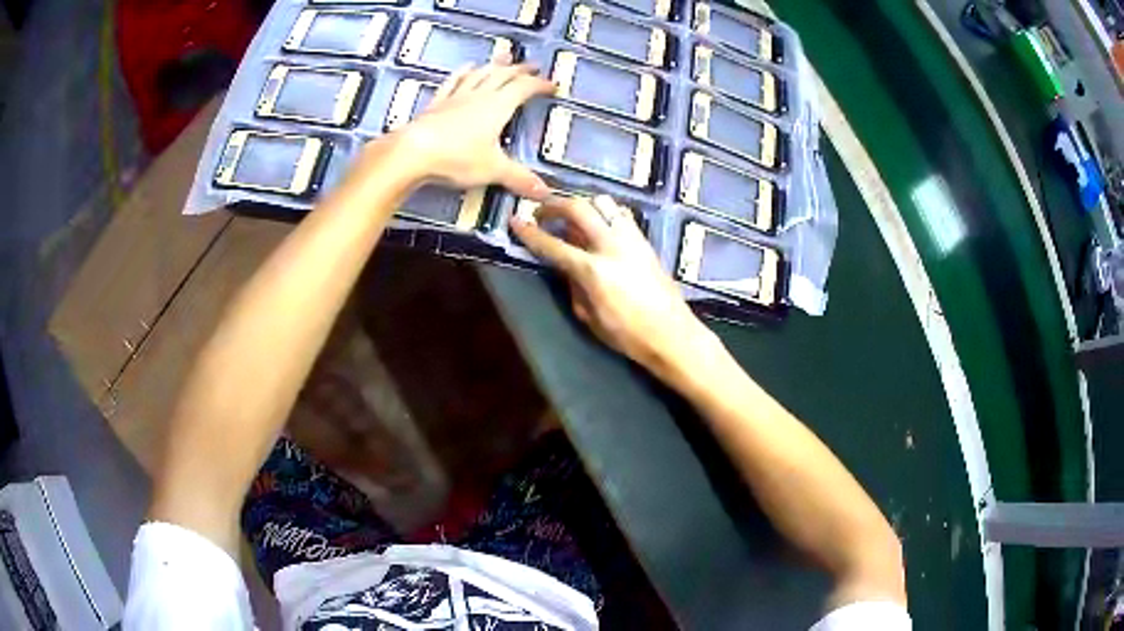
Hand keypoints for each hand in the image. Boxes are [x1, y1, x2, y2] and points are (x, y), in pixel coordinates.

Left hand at [391, 59, 555, 197]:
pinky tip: (465, 68)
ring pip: (480, 74)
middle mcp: (478, 96)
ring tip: (503, 59)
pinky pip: (453, 82)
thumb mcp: (493, 169)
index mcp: (498, 106)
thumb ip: (519, 178)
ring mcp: (455, 97)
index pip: (524, 88)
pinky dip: (462, 73)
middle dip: (520, 70)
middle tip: (531, 66)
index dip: (540, 84)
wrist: (413, 152)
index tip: (552, 85)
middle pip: (503, 75)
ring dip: (494, 65)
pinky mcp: (436, 104)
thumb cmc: (455, 157)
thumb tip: (545, 192)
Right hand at [510, 195, 718, 380]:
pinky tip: (599, 226)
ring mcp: (631, 239)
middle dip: (554, 205)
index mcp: (593, 270)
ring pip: (603, 202)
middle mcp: (611, 245)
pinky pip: (621, 214)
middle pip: (578, 208)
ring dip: (582, 204)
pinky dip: (604, 213)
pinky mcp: (644, 240)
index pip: (552, 244)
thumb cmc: (628, 335)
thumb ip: (573, 287)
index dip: (529, 233)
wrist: (672, 334)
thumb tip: (564, 267)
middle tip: (542, 212)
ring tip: (573, 216)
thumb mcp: (590, 318)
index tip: (515, 220)